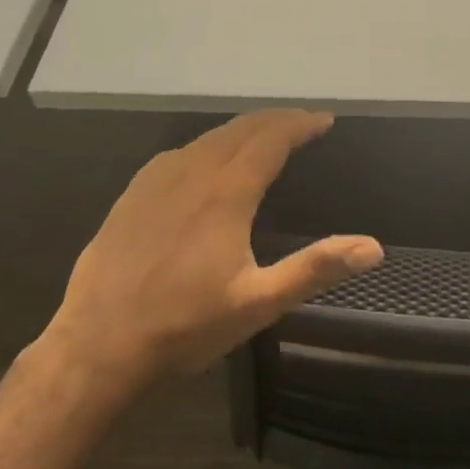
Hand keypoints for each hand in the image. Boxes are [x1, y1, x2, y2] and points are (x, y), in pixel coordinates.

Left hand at [37, 111, 382, 395]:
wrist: (96, 348)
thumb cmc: (184, 327)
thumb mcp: (258, 303)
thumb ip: (316, 269)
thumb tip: (373, 248)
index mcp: (225, 194)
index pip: (271, 140)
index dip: (301, 124)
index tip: (325, 120)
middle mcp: (191, 174)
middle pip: (240, 129)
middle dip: (276, 120)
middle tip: (303, 123)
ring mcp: (155, 182)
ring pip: (207, 138)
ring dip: (243, 129)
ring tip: (266, 135)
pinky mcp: (132, 196)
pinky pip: (178, 153)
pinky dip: (208, 144)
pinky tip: (207, 158)